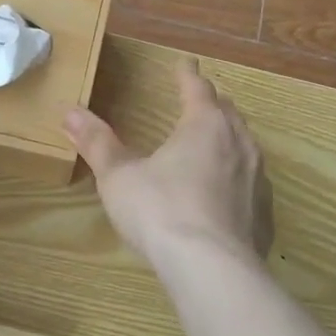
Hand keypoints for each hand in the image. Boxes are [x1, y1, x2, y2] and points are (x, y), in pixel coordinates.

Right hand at [63, 58, 272, 271]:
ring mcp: (257, 179)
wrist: (213, 272)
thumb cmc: (161, 211)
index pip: (197, 87)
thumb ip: (98, 143)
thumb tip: (70, 112)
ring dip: (229, 138)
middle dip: (211, 103)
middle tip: (198, 101)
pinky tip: (227, 194)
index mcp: (204, 124)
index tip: (184, 63)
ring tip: (214, 143)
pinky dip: (239, 178)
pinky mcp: (265, 215)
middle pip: (227, 111)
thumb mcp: (119, 177)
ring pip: (245, 145)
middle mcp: (238, 143)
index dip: (187, 73)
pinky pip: (253, 183)